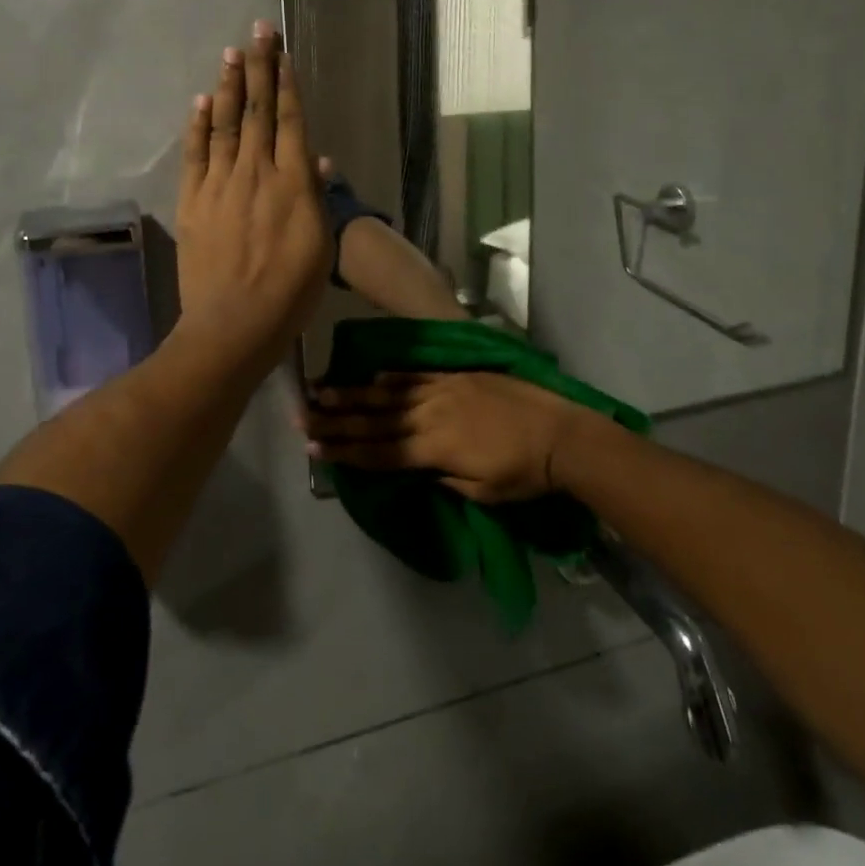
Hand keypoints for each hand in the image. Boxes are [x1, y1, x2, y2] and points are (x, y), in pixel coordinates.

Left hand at [174, 21, 331, 375]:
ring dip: (227, 87)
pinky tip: (200, 103)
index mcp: (293, 182)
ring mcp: (220, 185)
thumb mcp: (320, 246)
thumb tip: (319, 160)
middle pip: (257, 111)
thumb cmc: (290, 291)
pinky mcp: (193, 202)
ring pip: (224, 125)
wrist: (235, 323)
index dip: (286, 83)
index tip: (282, 51)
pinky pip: (195, 154)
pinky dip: (198, 126)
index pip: (290, 120)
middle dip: (258, 68)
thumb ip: (318, 198)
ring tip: (231, 54)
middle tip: (257, 31)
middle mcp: (256, 172)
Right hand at [305, 372, 589, 502]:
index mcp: (434, 449)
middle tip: (303, 415)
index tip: (313, 447)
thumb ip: (442, 477)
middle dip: (337, 419)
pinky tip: (374, 374)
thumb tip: (416, 468)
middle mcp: (431, 415)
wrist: (561, 432)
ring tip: (324, 390)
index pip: (379, 451)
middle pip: (375, 419)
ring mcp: (444, 390)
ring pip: (390, 393)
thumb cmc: (523, 472)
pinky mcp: (459, 377)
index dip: (345, 451)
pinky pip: (419, 375)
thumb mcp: (480, 491)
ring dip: (355, 393)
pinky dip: (394, 376)